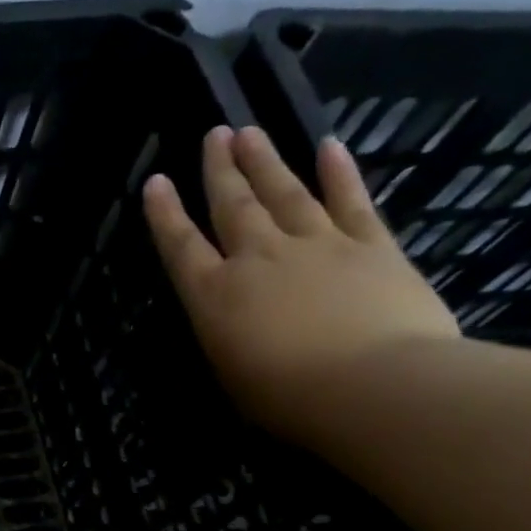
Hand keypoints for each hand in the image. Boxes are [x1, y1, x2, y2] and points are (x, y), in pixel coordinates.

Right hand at [142, 126, 460, 445]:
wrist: (374, 386)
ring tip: (250, 132)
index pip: (181, 246)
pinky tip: (329, 147)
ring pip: (285, 193)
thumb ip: (226, 337)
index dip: (165, 214)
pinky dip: (339, 173)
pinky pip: (351, 201)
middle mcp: (258, 259)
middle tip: (213, 134)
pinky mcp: (371, 246)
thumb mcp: (231, 375)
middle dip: (219, 170)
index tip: (156, 181)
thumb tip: (230, 319)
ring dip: (266, 161)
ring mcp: (317, 246)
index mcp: (215, 296)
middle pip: (233, 206)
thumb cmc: (287, 398)